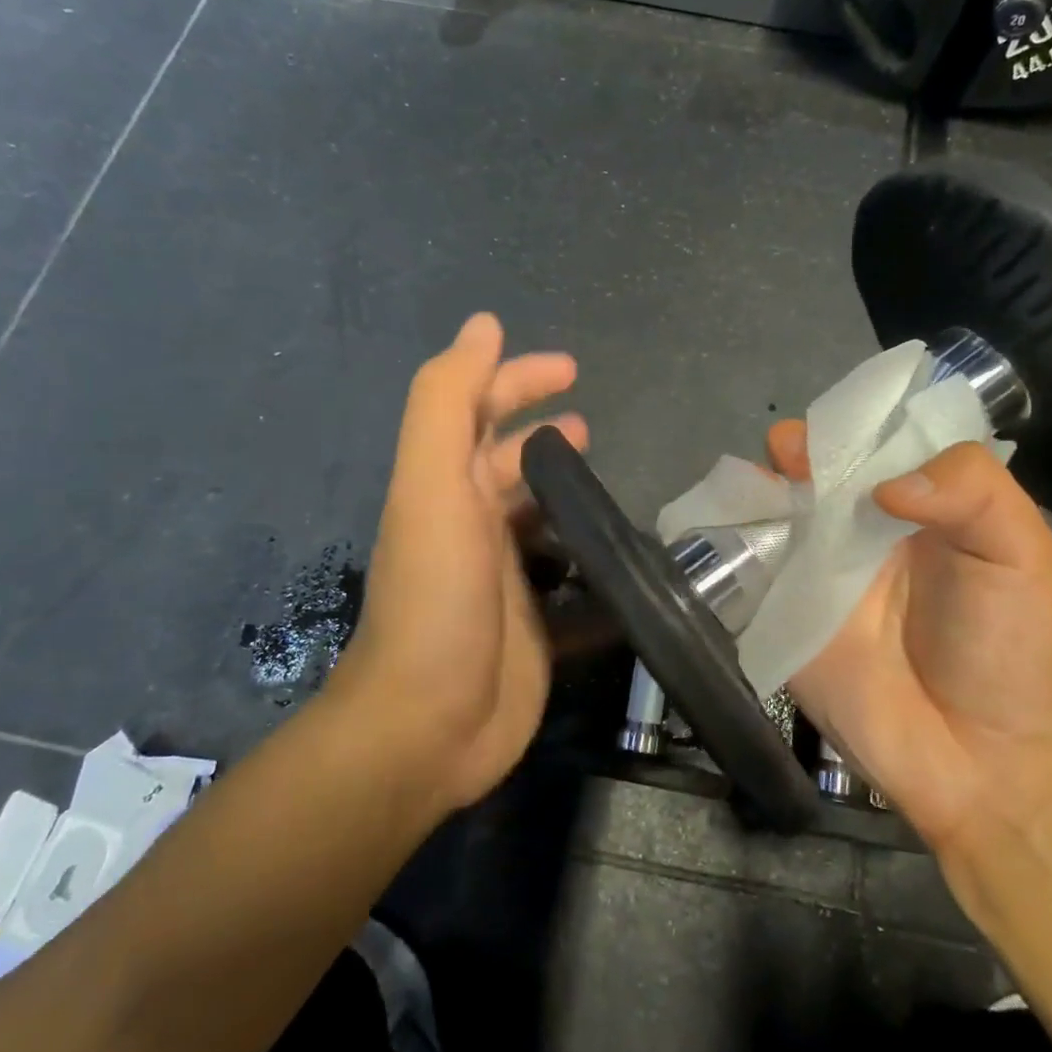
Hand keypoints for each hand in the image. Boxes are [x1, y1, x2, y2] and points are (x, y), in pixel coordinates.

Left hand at [335, 314, 585, 813]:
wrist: (429, 726)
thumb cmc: (436, 597)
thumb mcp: (432, 486)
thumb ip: (448, 401)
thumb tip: (483, 325)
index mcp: (446, 487)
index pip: (479, 411)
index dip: (517, 379)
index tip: (572, 368)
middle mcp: (470, 525)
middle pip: (508, 461)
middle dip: (543, 433)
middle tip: (591, 422)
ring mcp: (501, 577)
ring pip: (537, 516)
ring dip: (566, 491)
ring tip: (608, 480)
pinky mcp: (532, 624)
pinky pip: (565, 576)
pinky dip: (587, 558)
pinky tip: (623, 554)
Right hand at [767, 422, 1051, 849]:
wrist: (976, 762)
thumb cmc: (1008, 649)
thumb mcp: (1020, 553)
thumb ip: (971, 491)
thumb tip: (882, 485)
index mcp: (919, 502)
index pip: (876, 442)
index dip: (852, 425)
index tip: (834, 431)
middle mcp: (860, 525)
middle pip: (817, 469)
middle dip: (797, 450)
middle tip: (789, 455)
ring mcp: (816, 568)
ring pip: (776, 508)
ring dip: (757, 487)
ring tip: (755, 486)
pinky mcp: (782, 610)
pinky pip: (749, 565)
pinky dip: (730, 539)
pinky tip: (723, 524)